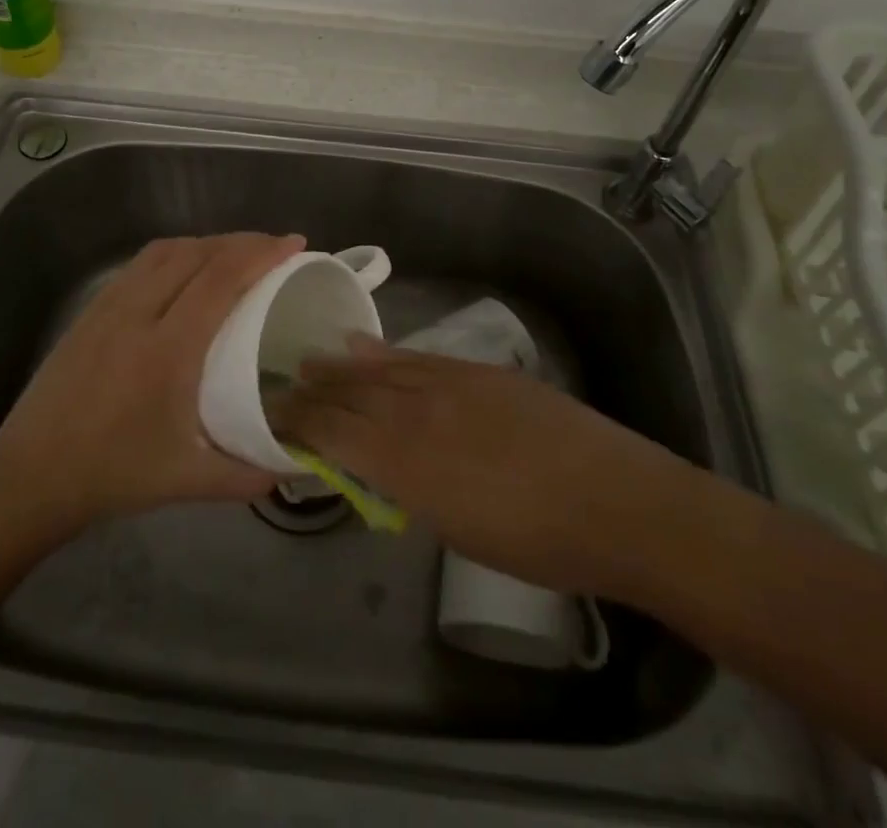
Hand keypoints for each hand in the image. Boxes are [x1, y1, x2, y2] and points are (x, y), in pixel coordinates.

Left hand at [0, 232, 304, 530]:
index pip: (220, 280)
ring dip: (208, 242)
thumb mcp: (186, 481)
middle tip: (276, 247)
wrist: (31, 475)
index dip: (261, 254)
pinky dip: (175, 253)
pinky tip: (186, 269)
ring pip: (166, 251)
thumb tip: (294, 466)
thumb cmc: (113, 474)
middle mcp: (138, 314)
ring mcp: (109, 306)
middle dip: (242, 241)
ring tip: (236, 253)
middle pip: (197, 254)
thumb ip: (246, 475)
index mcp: (168, 350)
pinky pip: (141, 263)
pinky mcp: (91, 309)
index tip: (294, 244)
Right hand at [268, 345, 712, 603]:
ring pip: (378, 370)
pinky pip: (416, 358)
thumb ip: (410, 488)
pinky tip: (363, 345)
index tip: (272, 416)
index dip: (299, 423)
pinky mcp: (477, 371)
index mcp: (405, 462)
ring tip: (309, 360)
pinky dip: (383, 353)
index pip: (334, 434)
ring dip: (340, 367)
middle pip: (349, 396)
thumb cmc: (537, 541)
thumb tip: (380, 465)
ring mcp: (448, 384)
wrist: (615, 501)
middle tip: (279, 385)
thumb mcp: (458, 528)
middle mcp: (416, 414)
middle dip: (311, 392)